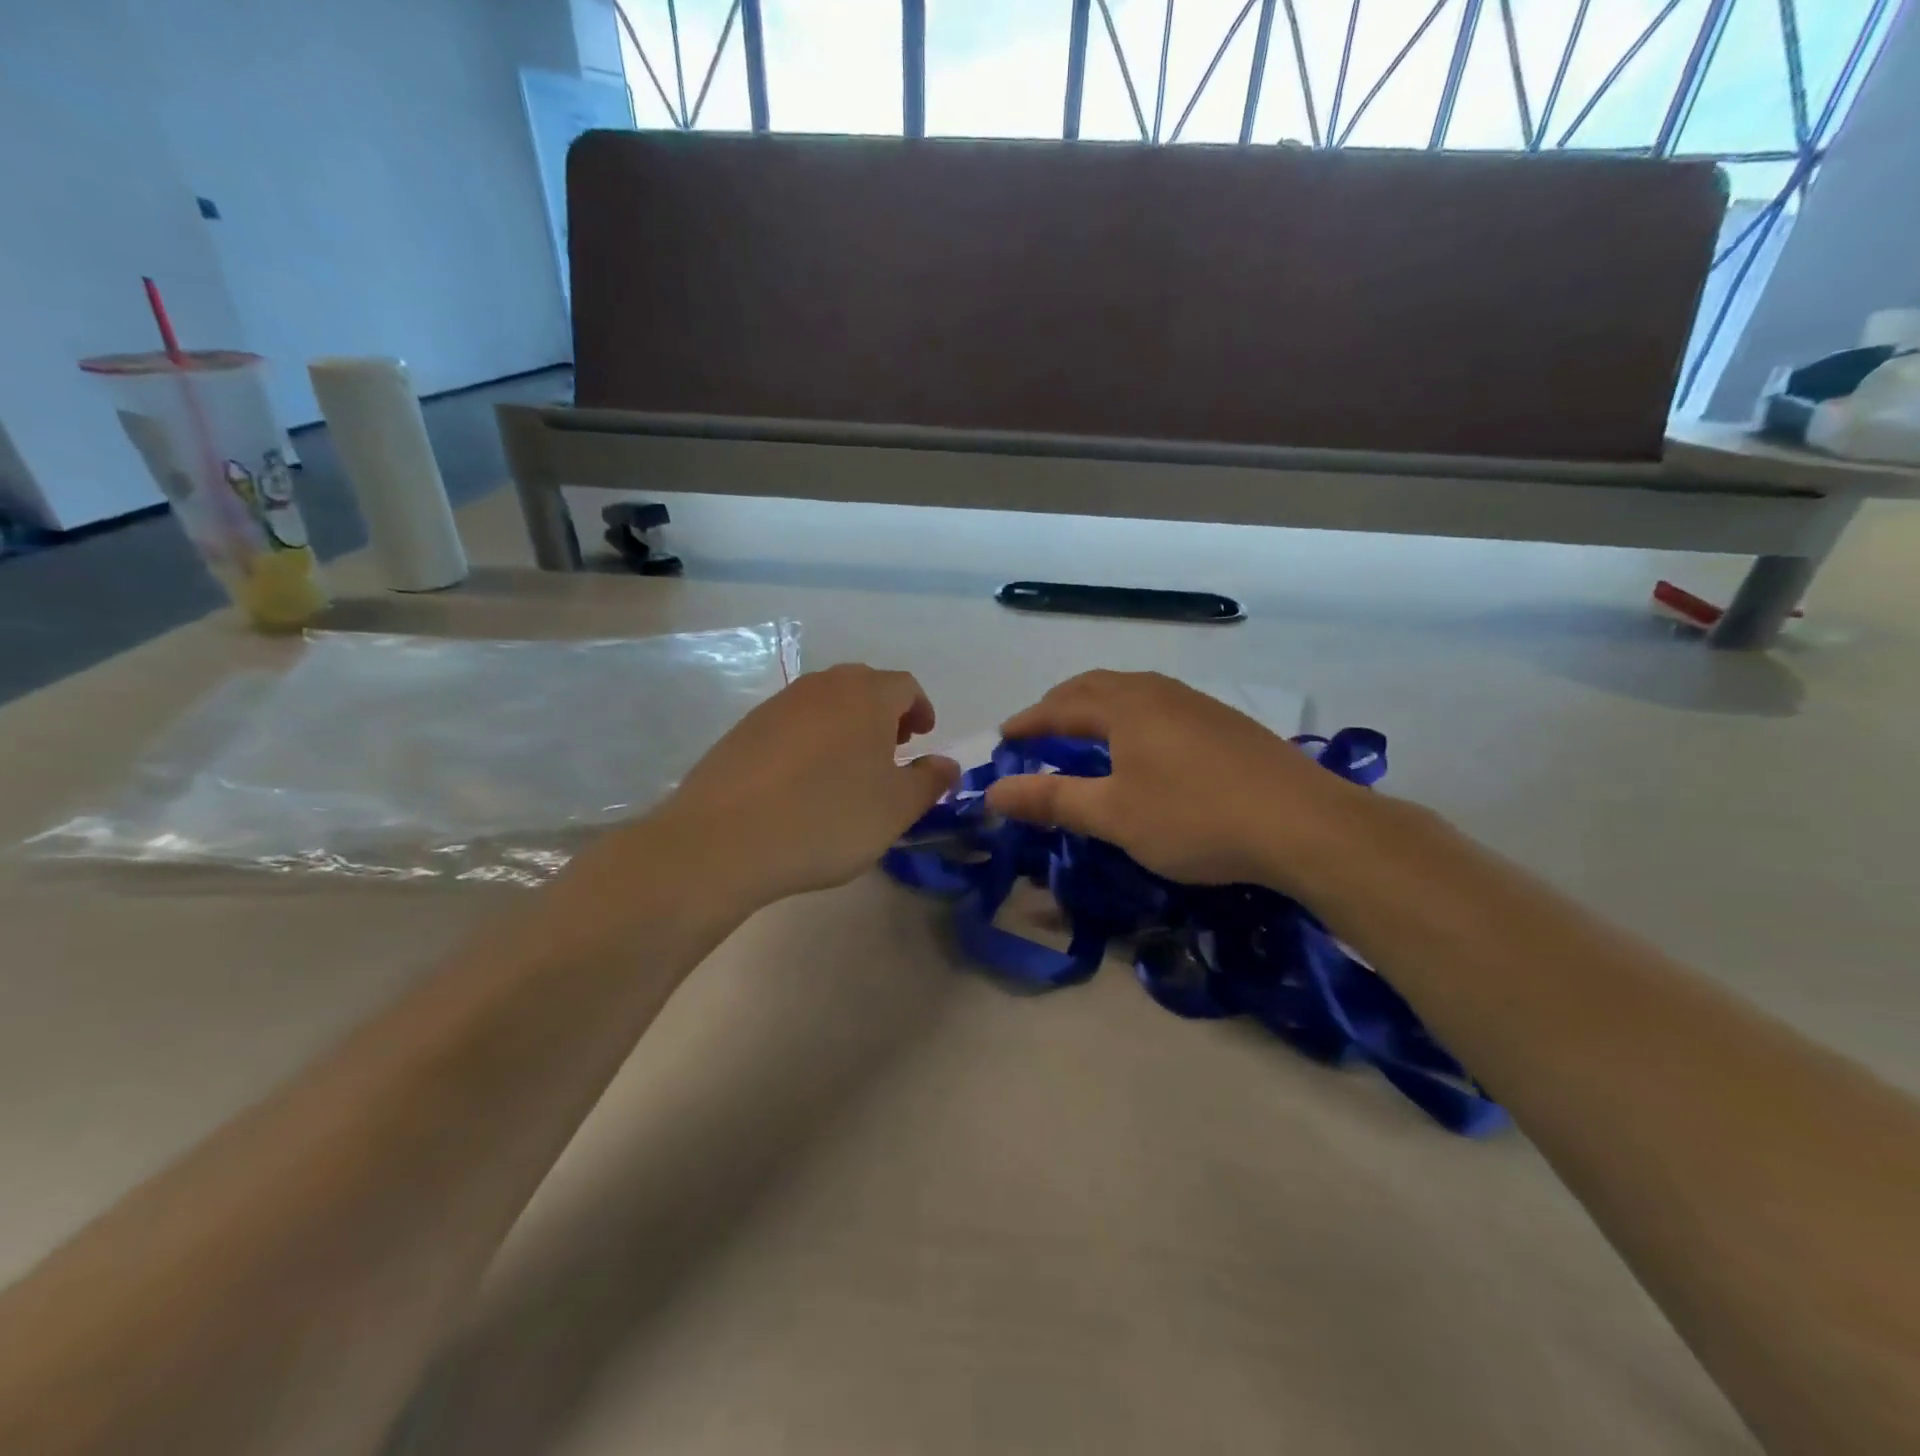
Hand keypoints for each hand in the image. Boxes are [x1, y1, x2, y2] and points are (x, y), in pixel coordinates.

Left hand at [638, 664, 959, 908]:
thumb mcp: (896, 809)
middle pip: (863, 686)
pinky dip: (810, 739)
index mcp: (866, 696)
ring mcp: (777, 705)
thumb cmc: (828, 819)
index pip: (904, 686)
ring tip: (848, 767)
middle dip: (884, 713)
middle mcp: (822, 688)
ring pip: (825, 702)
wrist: (725, 839)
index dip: (920, 708)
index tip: (922, 737)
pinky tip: (803, 780)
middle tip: (891, 749)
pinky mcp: (744, 729)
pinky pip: (791, 722)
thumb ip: (930, 781)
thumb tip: (946, 764)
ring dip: (846, 724)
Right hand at [984, 670, 1376, 891]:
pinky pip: (1160, 707)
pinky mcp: (1226, 724)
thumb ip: (1051, 799)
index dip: (1028, 722)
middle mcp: (1158, 693)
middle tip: (1038, 729)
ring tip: (1085, 732)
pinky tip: (1144, 746)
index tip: (1004, 738)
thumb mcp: (1113, 815)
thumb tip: (993, 793)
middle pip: (1096, 686)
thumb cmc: (1194, 818)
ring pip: (1133, 693)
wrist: (1303, 824)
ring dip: (1098, 707)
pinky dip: (1131, 718)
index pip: (1060, 706)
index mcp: (1125, 706)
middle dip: (1060, 705)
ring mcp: (1197, 704)